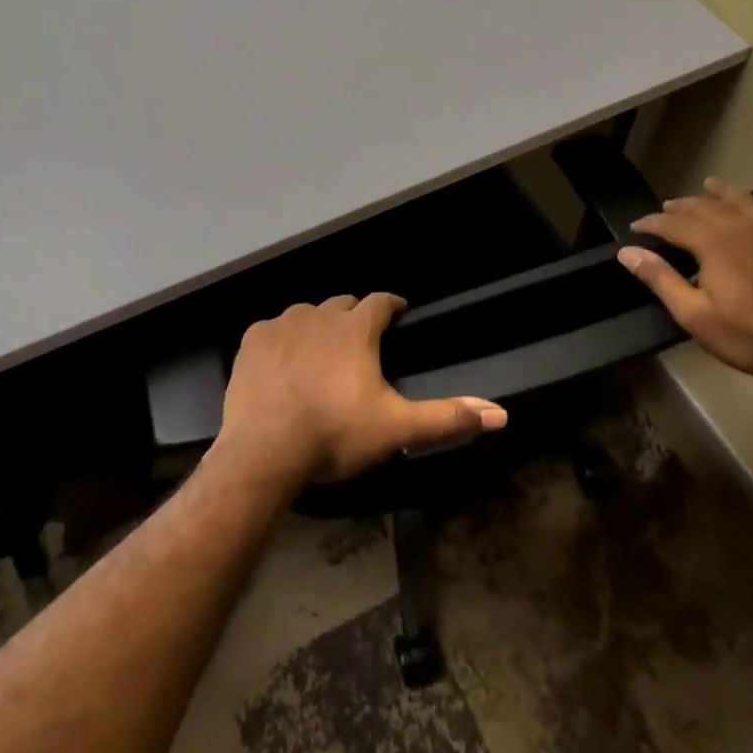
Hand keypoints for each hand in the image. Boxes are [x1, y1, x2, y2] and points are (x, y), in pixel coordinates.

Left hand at [217, 294, 507, 484]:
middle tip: (359, 342)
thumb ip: (447, 418)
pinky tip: (281, 364)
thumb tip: (500, 415)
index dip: (392, 305)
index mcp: (356, 329)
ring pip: (306, 314)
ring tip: (319, 354)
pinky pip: (271, 330)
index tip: (398, 312)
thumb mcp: (397, 429)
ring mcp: (281, 325)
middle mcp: (319, 315)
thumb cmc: (336, 434)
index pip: (381, 302)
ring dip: (316, 327)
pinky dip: (280, 341)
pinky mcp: (252, 341)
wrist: (265, 451)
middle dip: (353, 316)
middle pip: (342, 304)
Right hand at [617, 176, 752, 386]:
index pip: (673, 224)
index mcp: (713, 244)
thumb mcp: (694, 314)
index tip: (636, 227)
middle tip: (668, 208)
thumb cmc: (750, 336)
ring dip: (726, 192)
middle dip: (683, 206)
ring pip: (747, 202)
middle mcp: (743, 228)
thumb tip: (628, 251)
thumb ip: (661, 278)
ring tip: (711, 185)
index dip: (651, 223)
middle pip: (706, 207)